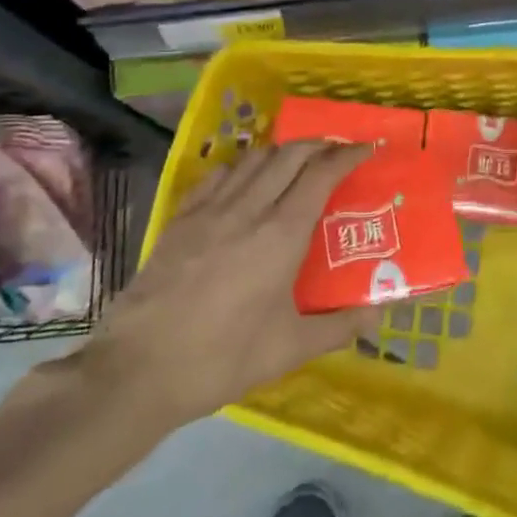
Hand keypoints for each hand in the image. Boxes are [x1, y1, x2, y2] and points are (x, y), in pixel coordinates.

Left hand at [75, 142, 376, 439]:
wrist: (137, 371)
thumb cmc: (222, 359)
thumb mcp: (288, 349)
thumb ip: (337, 327)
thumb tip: (378, 314)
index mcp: (281, 234)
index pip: (321, 174)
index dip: (347, 155)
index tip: (367, 148)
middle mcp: (249, 209)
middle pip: (290, 154)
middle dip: (318, 144)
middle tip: (336, 152)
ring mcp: (210, 210)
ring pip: (253, 158)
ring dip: (282, 152)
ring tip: (295, 164)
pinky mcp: (180, 219)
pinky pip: (217, 175)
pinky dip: (241, 167)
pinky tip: (243, 183)